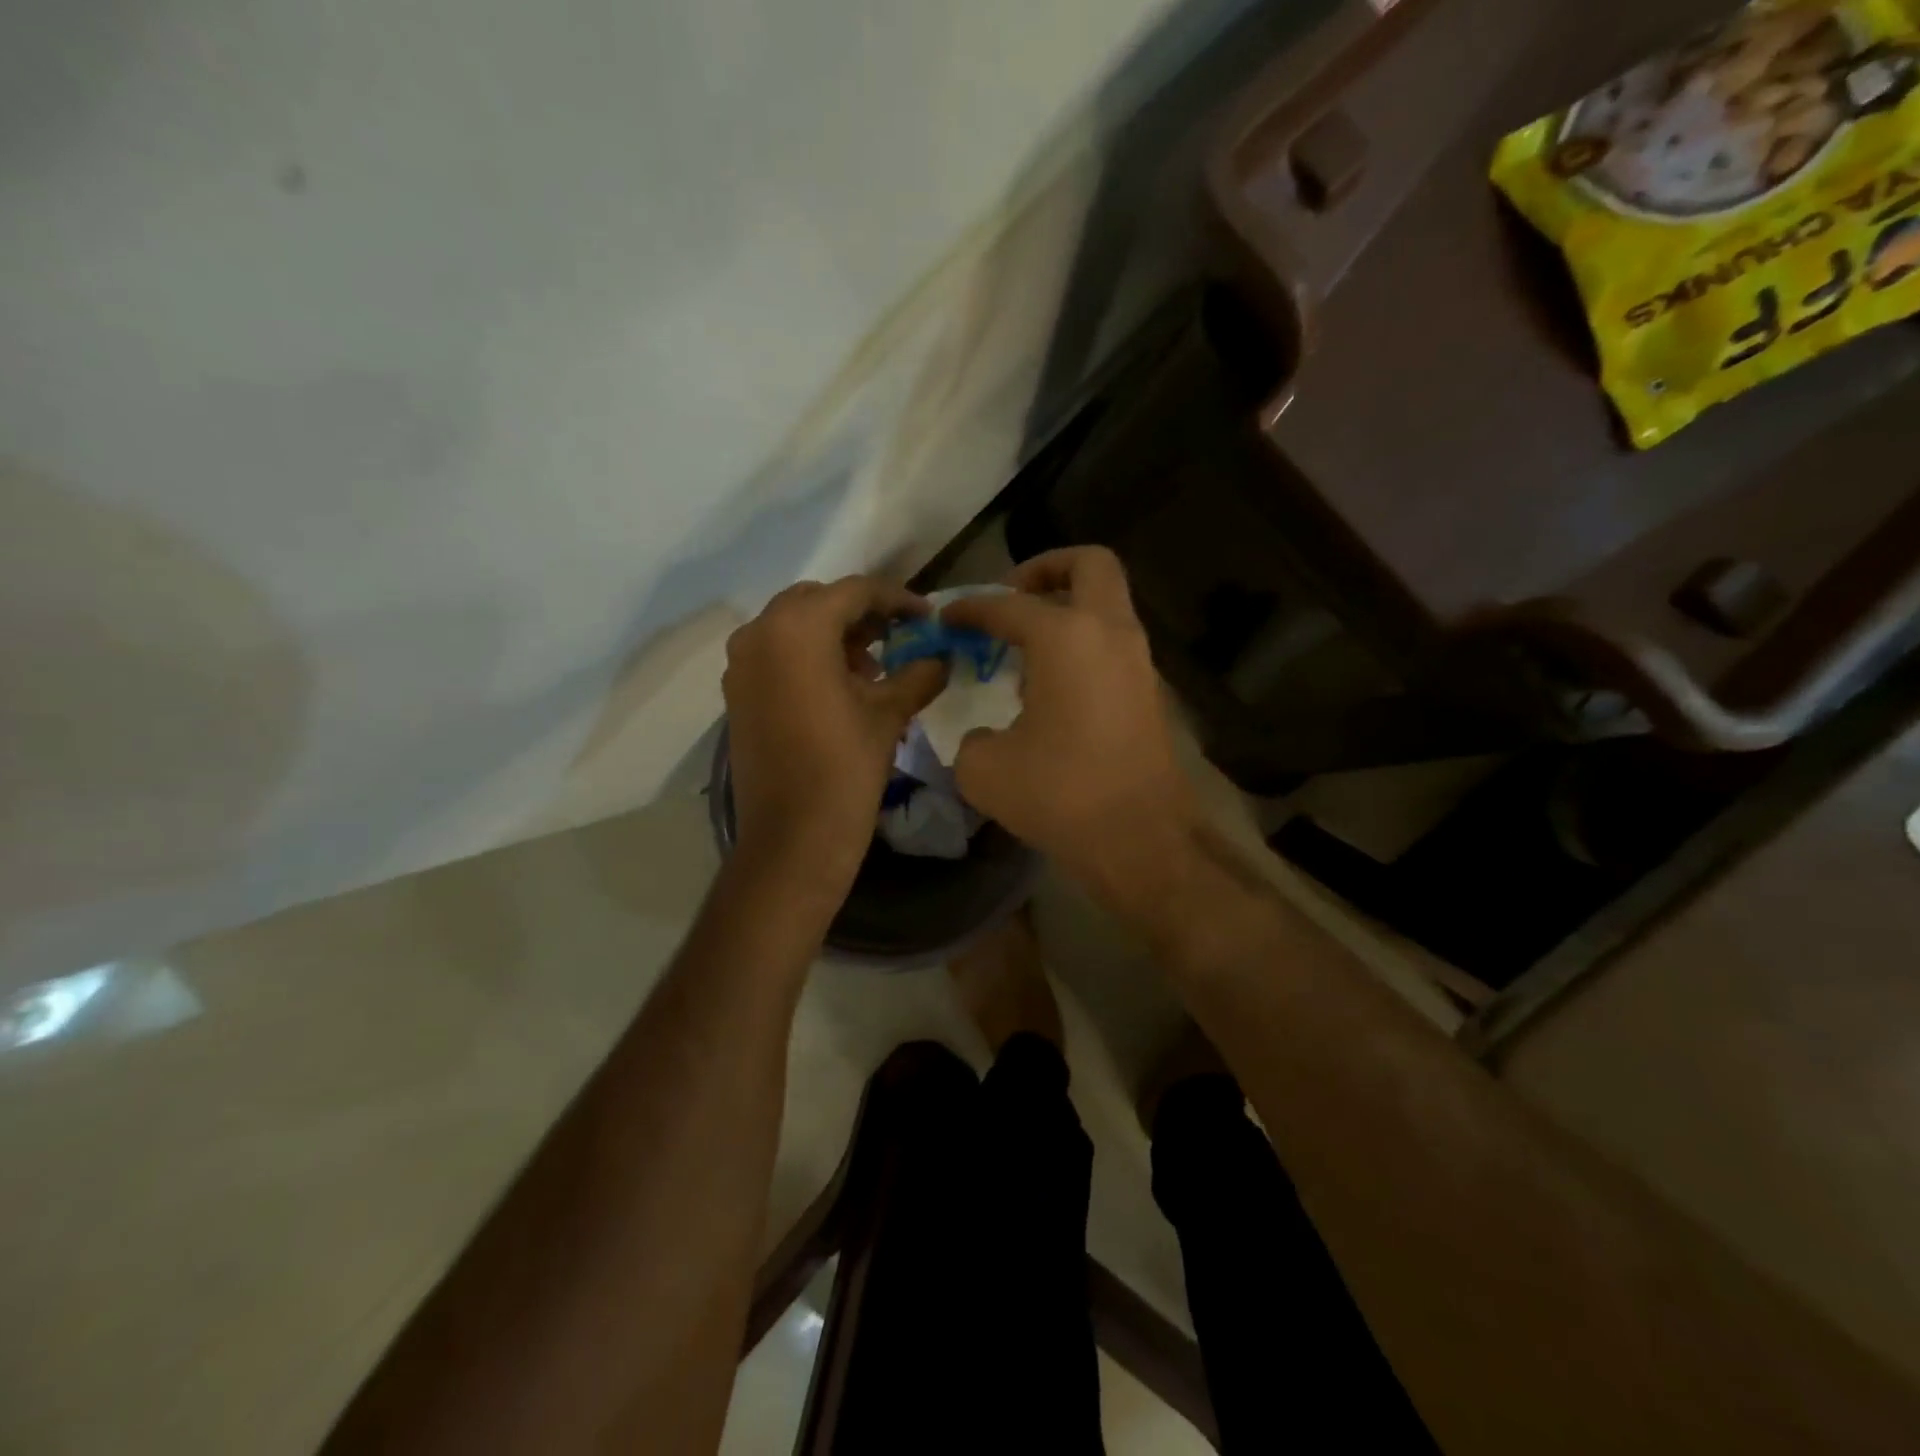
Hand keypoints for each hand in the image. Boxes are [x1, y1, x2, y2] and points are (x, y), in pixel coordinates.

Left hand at [723, 577, 945, 893]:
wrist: (793, 837)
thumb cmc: (845, 768)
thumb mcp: (889, 714)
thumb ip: (918, 674)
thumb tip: (941, 658)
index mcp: (797, 628)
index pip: (854, 591)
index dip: (896, 599)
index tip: (926, 616)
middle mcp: (759, 633)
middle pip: (818, 602)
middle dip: (860, 615)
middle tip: (898, 638)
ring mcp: (741, 663)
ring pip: (793, 627)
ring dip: (833, 635)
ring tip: (872, 668)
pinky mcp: (736, 692)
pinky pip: (776, 654)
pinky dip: (808, 657)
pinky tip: (839, 687)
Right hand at [941, 548, 1199, 893]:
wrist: (1141, 840)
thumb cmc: (1060, 795)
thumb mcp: (985, 769)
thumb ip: (972, 737)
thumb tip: (985, 735)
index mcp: (1066, 637)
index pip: (1008, 605)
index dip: (970, 607)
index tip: (946, 617)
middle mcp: (1109, 633)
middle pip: (1089, 565)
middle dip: (1046, 568)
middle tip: (1011, 597)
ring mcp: (1138, 660)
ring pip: (1107, 604)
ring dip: (1067, 608)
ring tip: (1024, 647)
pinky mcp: (1149, 691)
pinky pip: (1112, 642)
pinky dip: (1082, 643)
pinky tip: (1051, 685)